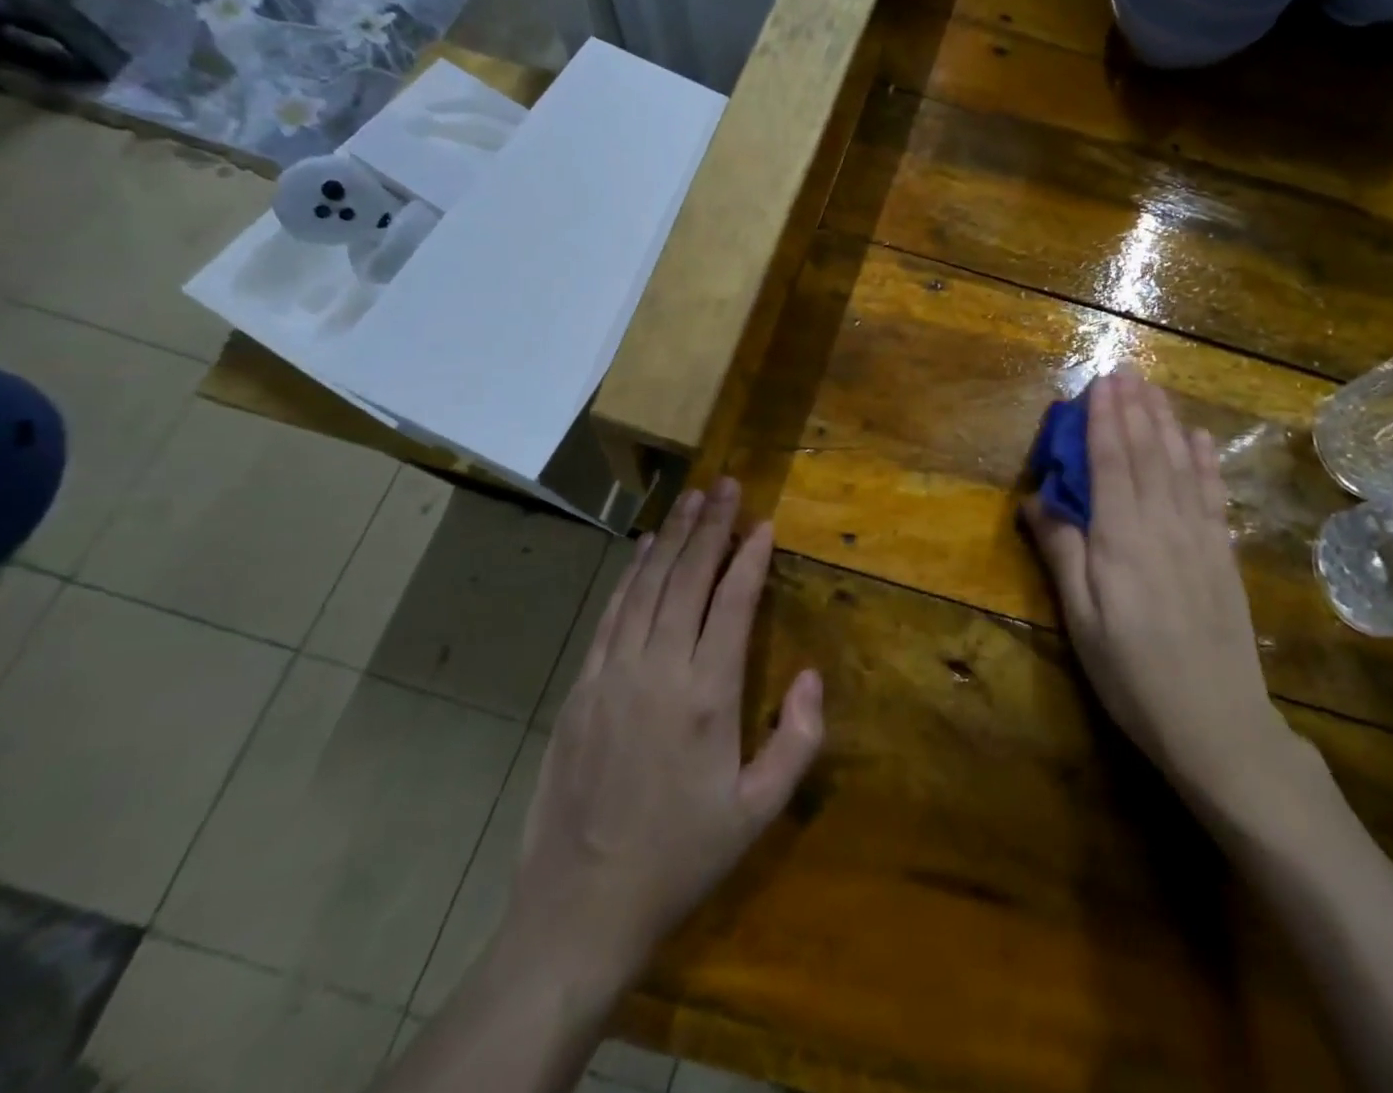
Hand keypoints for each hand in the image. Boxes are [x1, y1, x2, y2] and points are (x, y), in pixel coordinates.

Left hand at [502, 480, 822, 988]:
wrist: (580, 908)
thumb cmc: (682, 858)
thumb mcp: (759, 811)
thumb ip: (798, 739)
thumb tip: (812, 674)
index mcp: (707, 697)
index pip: (733, 603)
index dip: (750, 558)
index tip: (764, 523)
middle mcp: (658, 671)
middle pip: (687, 579)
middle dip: (711, 527)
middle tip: (727, 484)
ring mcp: (612, 675)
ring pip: (647, 587)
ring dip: (672, 538)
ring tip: (693, 499)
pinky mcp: (581, 688)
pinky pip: (612, 615)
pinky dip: (631, 575)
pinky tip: (645, 548)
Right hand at [1023, 372, 1317, 818]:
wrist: (1218, 725)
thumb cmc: (1132, 676)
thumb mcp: (1080, 622)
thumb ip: (1061, 554)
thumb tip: (1036, 500)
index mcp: (1122, 539)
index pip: (1111, 463)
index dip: (1104, 420)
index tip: (1098, 383)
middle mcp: (1164, 525)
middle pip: (1148, 454)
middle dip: (1134, 409)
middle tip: (1124, 371)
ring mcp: (1200, 538)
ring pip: (1181, 465)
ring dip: (1166, 423)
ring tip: (1154, 389)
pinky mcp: (1223, 556)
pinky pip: (1214, 495)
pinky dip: (1206, 461)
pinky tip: (1200, 439)